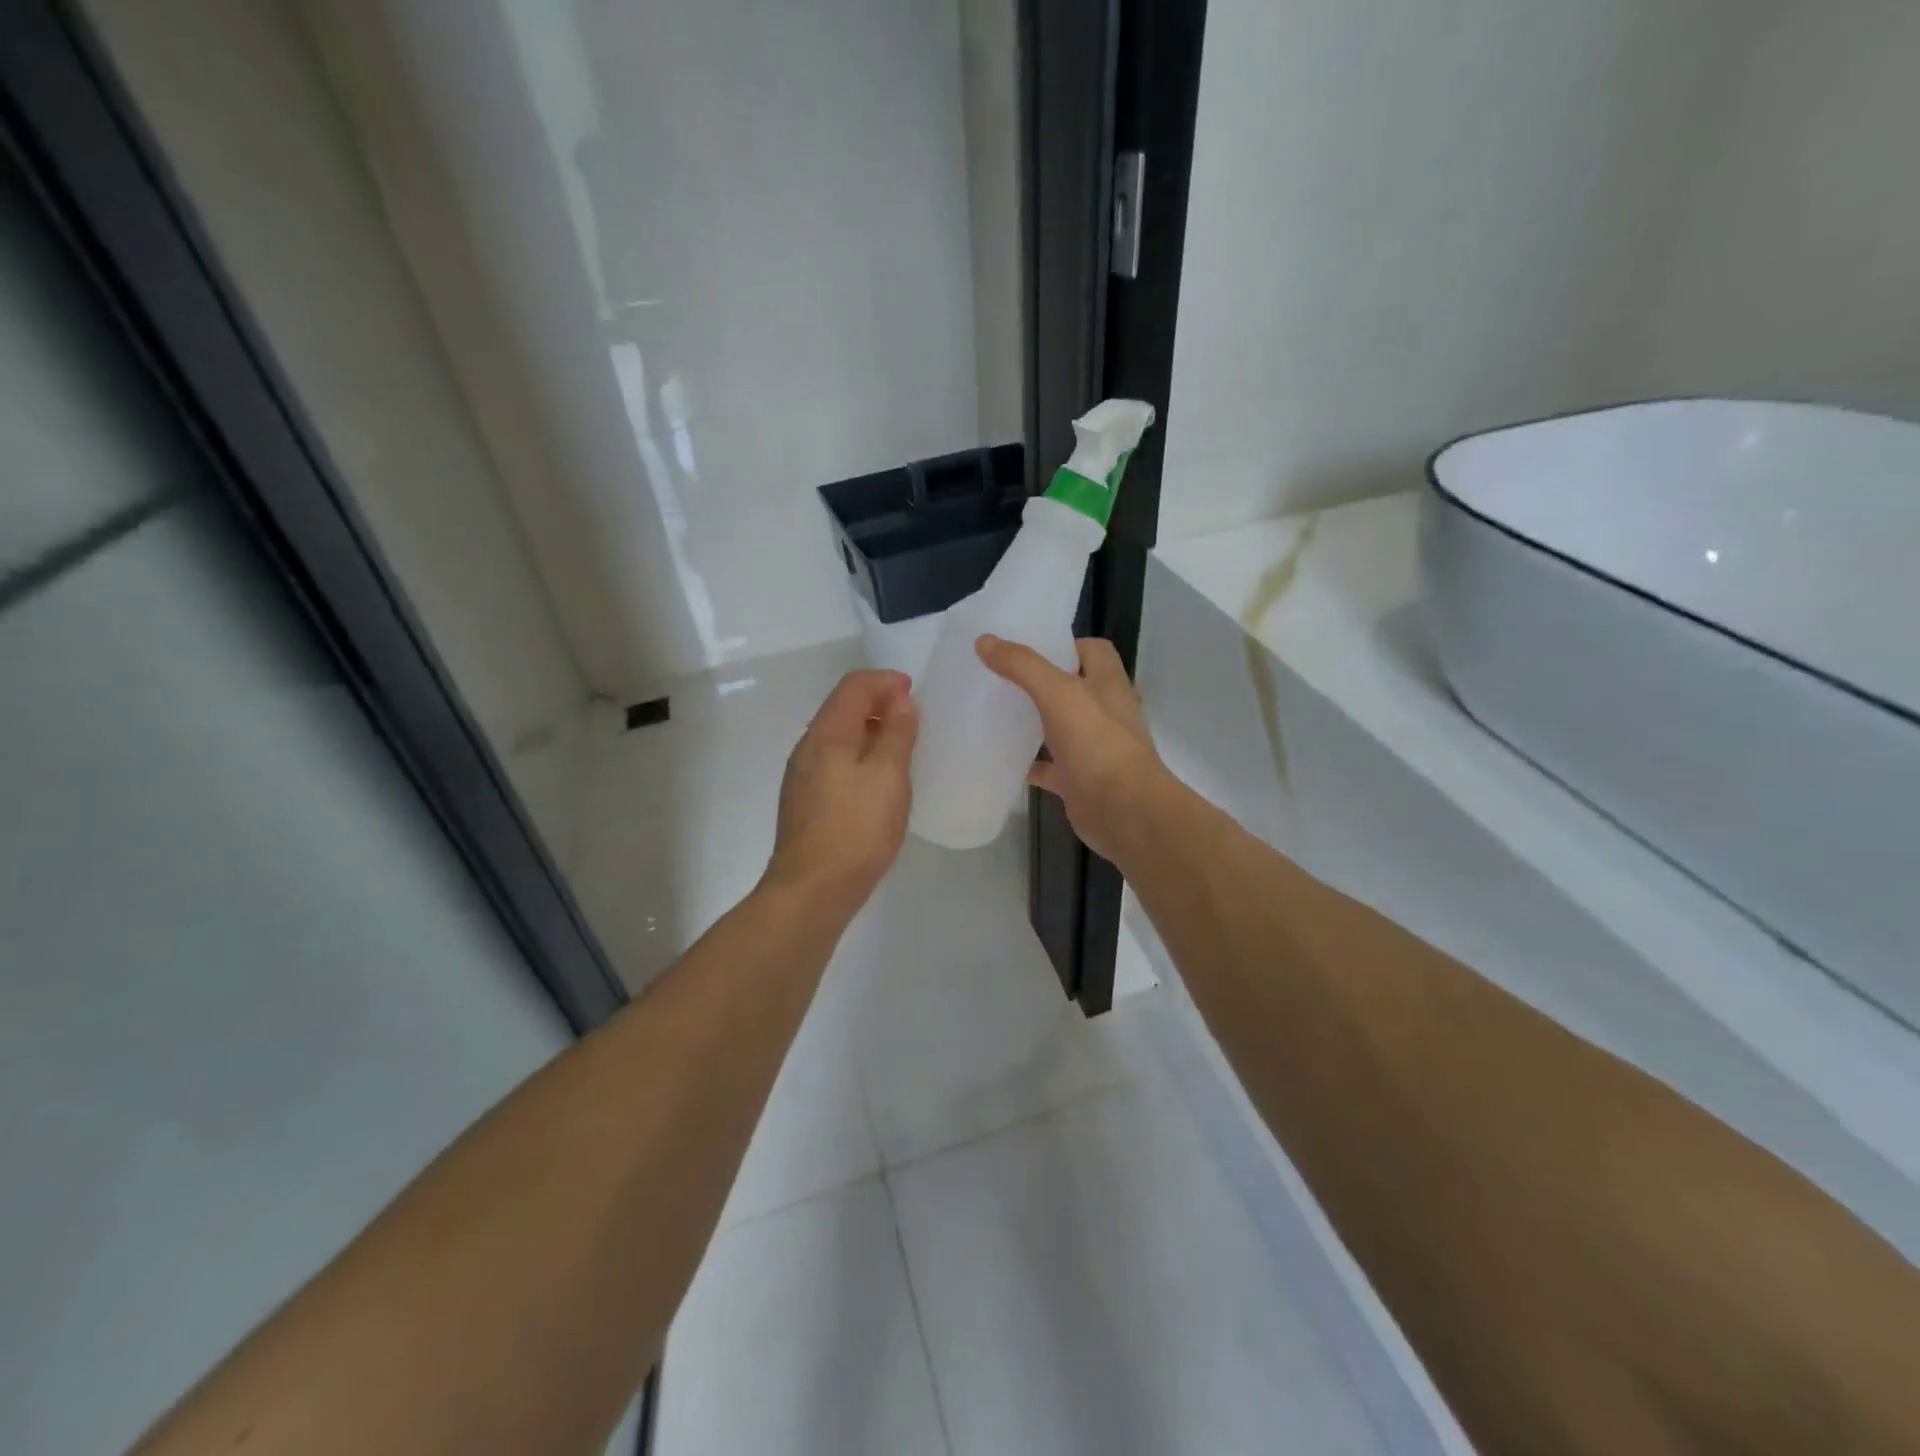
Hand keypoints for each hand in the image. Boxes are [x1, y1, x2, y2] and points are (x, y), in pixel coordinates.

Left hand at [762, 669, 917, 913]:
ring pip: (838, 737)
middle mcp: (807, 748)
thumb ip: (897, 733)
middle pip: (842, 708)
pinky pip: (834, 762)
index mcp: (826, 734)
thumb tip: (900, 700)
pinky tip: (878, 780)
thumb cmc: (857, 829)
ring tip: (901, 747)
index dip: (885, 681)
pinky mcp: (805, 802)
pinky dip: (859, 756)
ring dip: (869, 731)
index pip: (853, 686)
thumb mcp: (889, 776)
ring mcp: (802, 777)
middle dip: (878, 703)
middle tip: (912, 718)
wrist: (812, 890)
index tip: (915, 692)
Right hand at [976, 635, 1168, 863]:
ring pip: (1058, 726)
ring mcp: (1092, 747)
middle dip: (1038, 682)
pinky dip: (1028, 763)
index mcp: (1107, 683)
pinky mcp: (1078, 778)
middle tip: (998, 677)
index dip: (1064, 644)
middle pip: (1071, 687)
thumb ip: (1022, 665)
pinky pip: (1048, 766)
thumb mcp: (1058, 693)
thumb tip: (985, 640)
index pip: (1091, 650)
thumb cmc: (1097, 743)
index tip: (1027, 648)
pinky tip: (999, 759)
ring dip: (1031, 721)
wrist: (1123, 811)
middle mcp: (1103, 711)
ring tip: (992, 711)